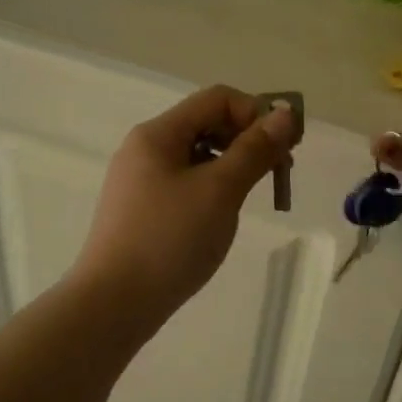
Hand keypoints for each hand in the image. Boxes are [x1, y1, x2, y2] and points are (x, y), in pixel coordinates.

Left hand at [74, 86, 300, 332]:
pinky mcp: (142, 210)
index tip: (286, 148)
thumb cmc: (169, 240)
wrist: (114, 303)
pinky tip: (222, 217)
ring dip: (233, 166)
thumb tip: (285, 115)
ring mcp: (140, 181)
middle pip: (207, 124)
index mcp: (158, 134)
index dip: (257, 113)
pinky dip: (212, 189)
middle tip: (279, 173)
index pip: (217, 99)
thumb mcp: (219, 191)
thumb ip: (254, 150)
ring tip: (251, 197)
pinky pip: (185, 184)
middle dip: (248, 141)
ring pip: (198, 157)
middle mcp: (145, 149)